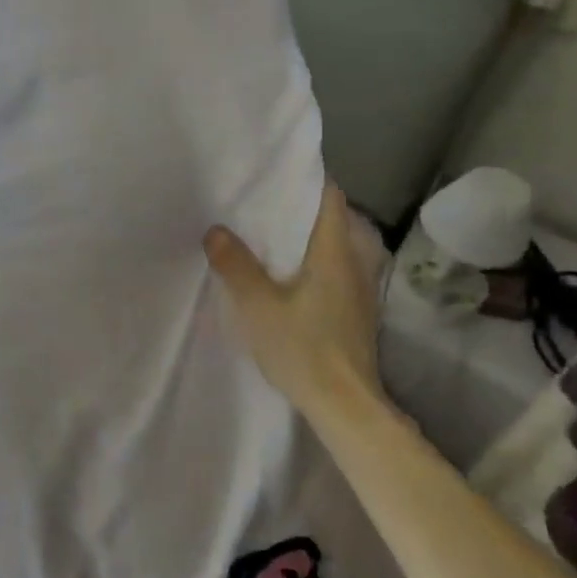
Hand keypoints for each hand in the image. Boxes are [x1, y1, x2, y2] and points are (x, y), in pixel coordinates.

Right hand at [203, 181, 388, 423]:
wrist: (345, 405)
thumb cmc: (303, 348)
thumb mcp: (258, 306)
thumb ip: (236, 265)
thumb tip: (216, 230)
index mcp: (335, 252)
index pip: (330, 197)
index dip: (307, 179)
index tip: (276, 172)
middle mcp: (355, 263)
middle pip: (333, 220)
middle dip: (300, 208)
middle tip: (261, 203)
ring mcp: (360, 289)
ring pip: (334, 247)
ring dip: (306, 237)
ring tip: (268, 235)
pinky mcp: (355, 311)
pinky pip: (333, 270)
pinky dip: (311, 262)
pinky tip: (286, 275)